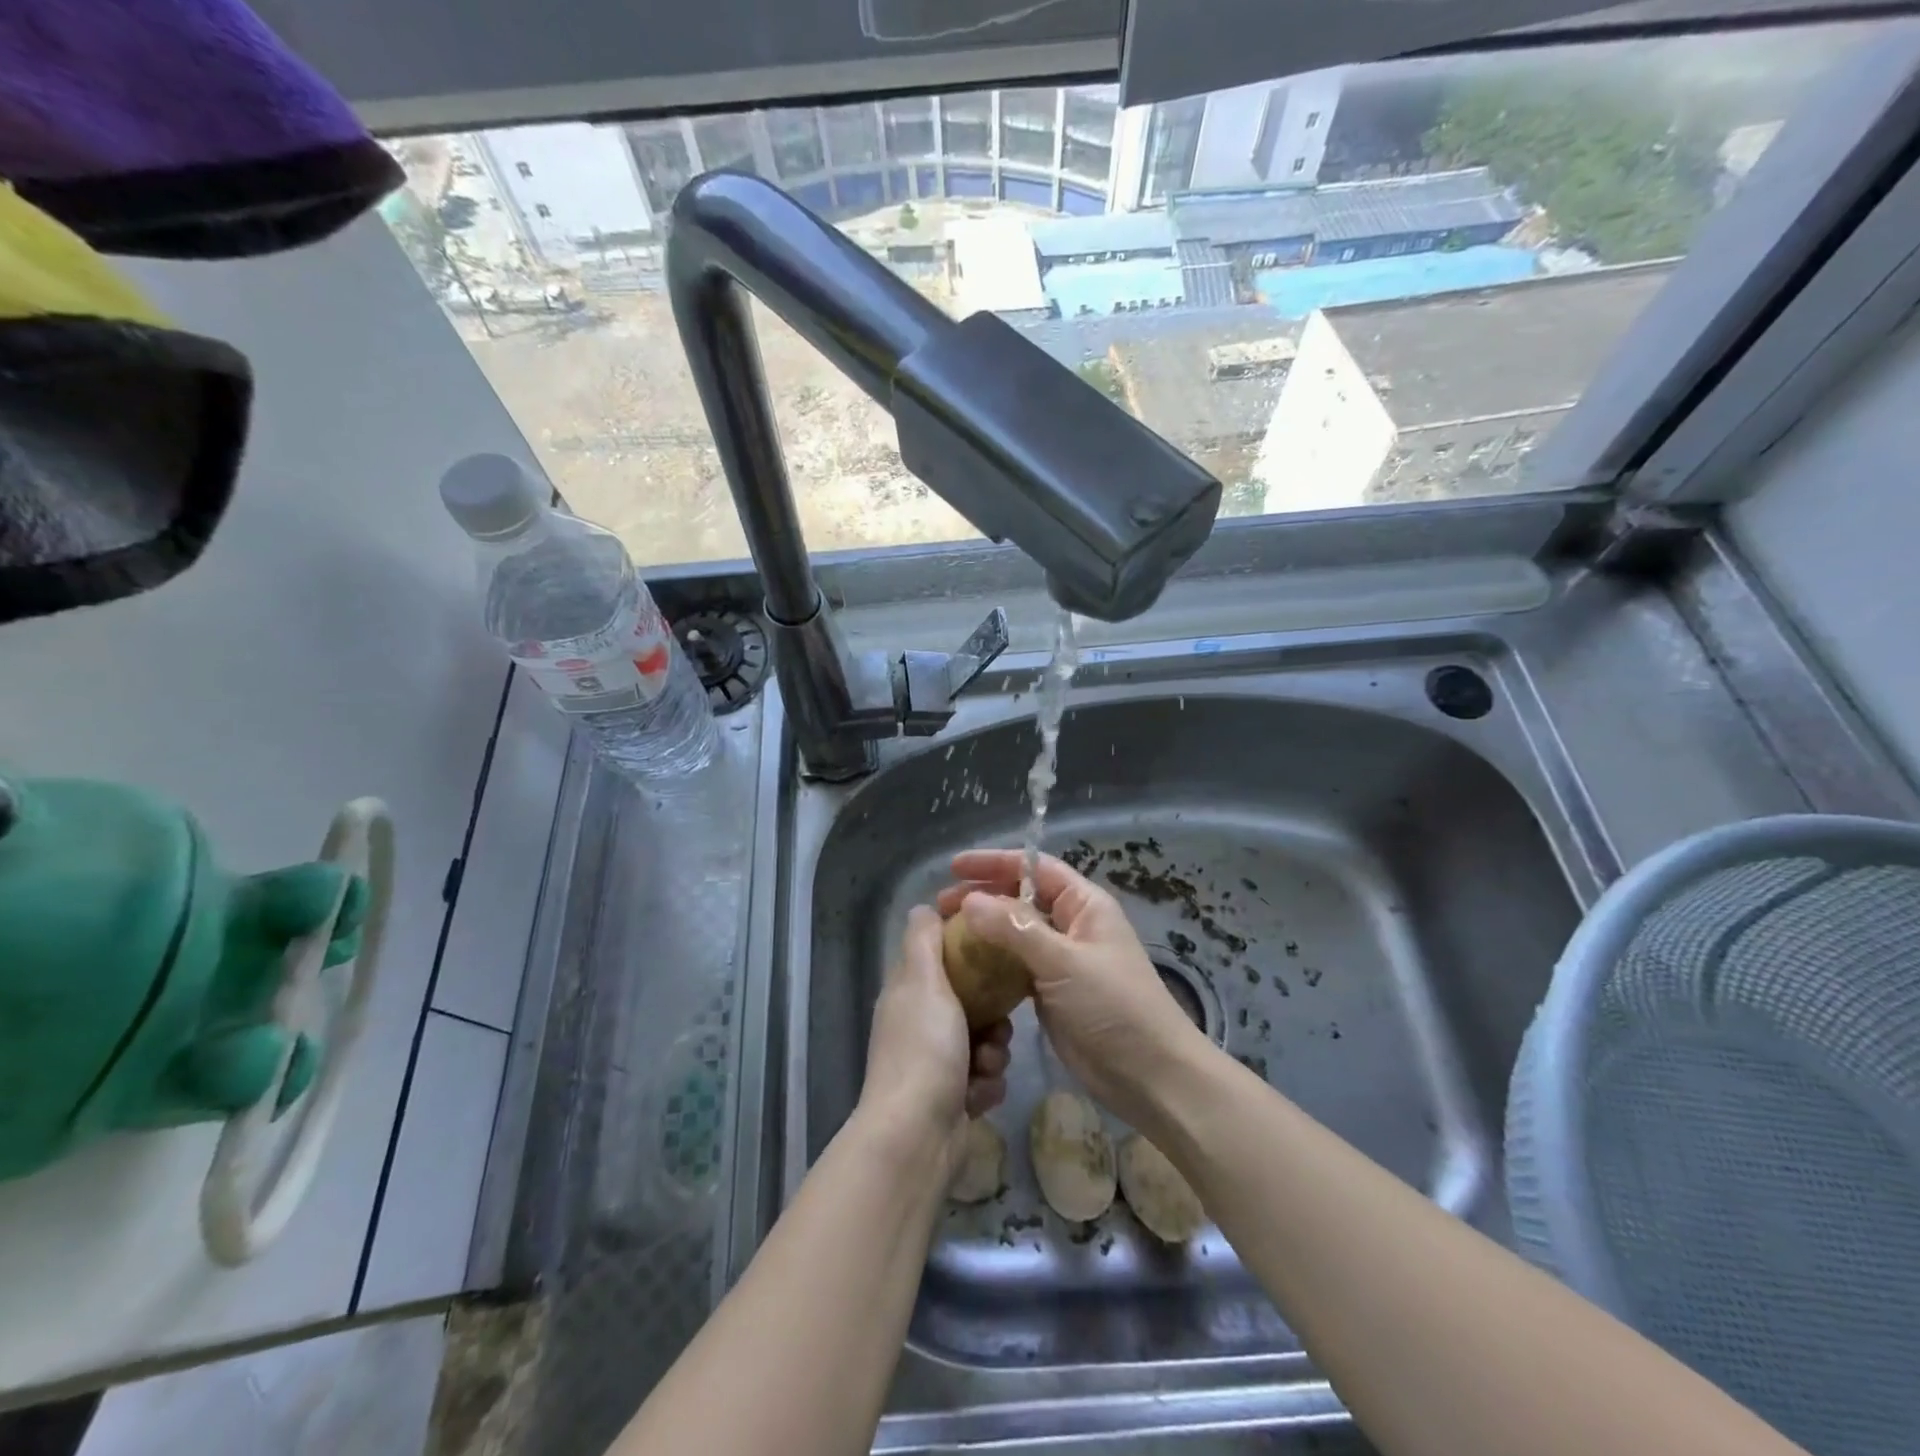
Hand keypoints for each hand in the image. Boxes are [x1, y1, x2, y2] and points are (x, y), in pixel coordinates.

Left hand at [858, 905, 1011, 1170]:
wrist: (917, 1135)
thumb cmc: (924, 1049)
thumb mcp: (923, 981)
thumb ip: (924, 940)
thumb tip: (923, 907)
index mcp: (908, 991)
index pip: (942, 955)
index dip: (969, 949)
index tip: (997, 950)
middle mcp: (919, 1022)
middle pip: (971, 999)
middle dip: (993, 1014)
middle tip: (999, 1023)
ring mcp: (934, 1061)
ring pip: (984, 1038)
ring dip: (993, 1052)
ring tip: (987, 1065)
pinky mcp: (952, 1095)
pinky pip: (984, 1075)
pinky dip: (986, 1084)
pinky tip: (979, 1094)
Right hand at [936, 850, 1211, 1129]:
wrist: (1150, 1076)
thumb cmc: (1114, 1007)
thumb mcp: (1064, 962)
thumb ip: (1014, 929)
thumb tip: (969, 901)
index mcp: (1084, 905)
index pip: (1034, 868)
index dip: (994, 863)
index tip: (955, 866)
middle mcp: (1072, 925)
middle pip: (1020, 899)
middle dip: (982, 897)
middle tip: (941, 906)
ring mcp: (1061, 960)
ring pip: (1014, 934)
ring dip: (982, 931)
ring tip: (945, 936)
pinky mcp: (1051, 992)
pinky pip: (1014, 967)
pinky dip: (990, 963)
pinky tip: (964, 969)